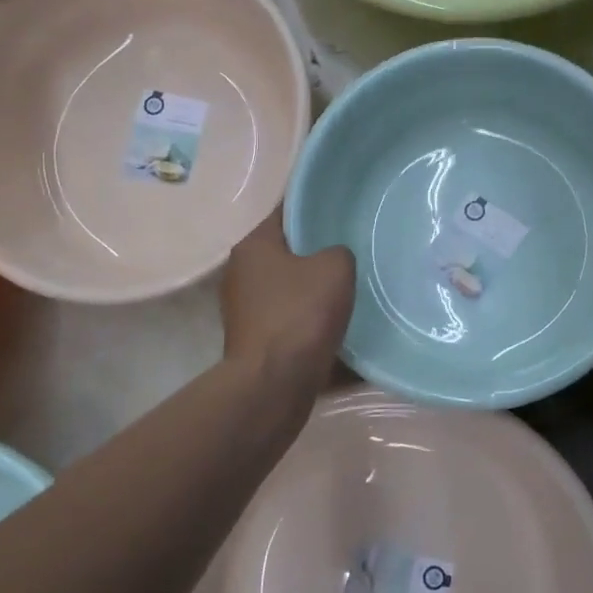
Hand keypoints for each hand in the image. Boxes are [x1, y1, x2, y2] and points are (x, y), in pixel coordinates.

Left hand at [222, 212, 355, 381]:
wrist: (275, 383)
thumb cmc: (300, 314)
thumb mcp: (335, 268)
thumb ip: (338, 252)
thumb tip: (333, 260)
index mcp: (253, 246)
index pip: (286, 213)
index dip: (315, 209)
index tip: (343, 210)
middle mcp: (241, 273)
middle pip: (287, 252)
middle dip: (317, 252)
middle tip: (352, 249)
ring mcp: (245, 309)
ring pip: (290, 287)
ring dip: (314, 289)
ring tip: (350, 287)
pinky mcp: (255, 340)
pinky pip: (290, 318)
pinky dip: (310, 318)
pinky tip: (337, 320)